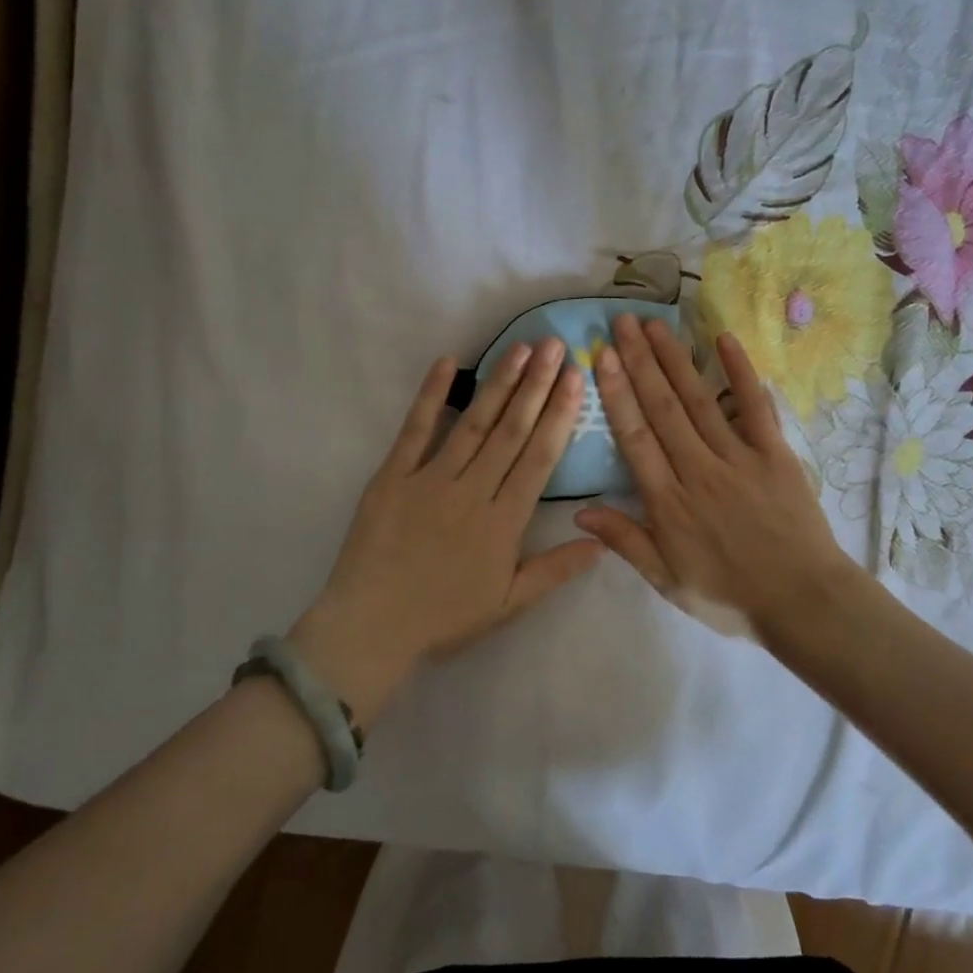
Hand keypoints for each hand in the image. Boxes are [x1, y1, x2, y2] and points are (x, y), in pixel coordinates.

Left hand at [290, 340, 602, 726]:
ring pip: (473, 424)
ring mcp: (430, 479)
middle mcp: (473, 491)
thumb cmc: (444, 618)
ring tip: (520, 348)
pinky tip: (447, 363)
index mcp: (504, 522)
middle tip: (555, 344)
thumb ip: (555, 570)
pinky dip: (430, 395)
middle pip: (512, 431)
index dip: (560, 414)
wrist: (371, 628)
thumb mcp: (509, 604)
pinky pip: (414, 430)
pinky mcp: (392, 477)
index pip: (540, 457)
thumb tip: (601, 543)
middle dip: (536, 385)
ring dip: (499, 384)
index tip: (575, 378)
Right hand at [574, 315, 854, 637]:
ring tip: (655, 325)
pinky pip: (755, 406)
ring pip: (700, 400)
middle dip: (640, 362)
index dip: (616, 394)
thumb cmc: (729, 595)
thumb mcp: (667, 580)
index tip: (601, 357)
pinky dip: (740, 373)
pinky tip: (723, 340)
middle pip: (663, 408)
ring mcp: (739, 457)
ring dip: (675, 360)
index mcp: (669, 501)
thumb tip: (579, 512)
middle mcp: (698, 469)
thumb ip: (626, 541)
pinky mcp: (775, 453)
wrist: (802, 601)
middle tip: (622, 322)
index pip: (635, 437)